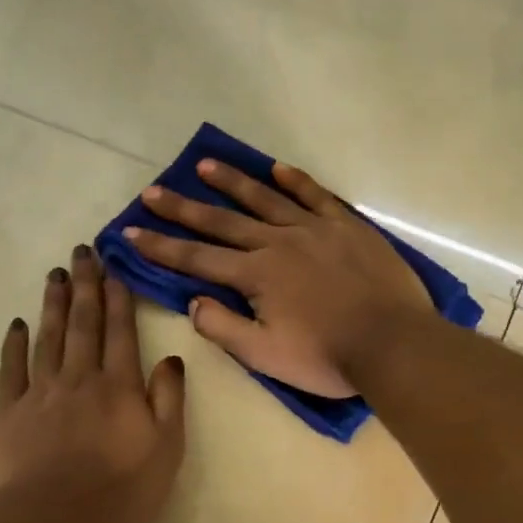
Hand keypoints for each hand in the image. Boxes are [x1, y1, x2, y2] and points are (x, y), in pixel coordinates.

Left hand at [0, 246, 186, 522]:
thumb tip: (172, 359)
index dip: (118, 298)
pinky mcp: (9, 411)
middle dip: (84, 285)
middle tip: (81, 251)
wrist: (54, 519)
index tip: (113, 268)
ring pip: (49, 337)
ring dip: (53, 304)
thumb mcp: (167, 448)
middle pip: (83, 324)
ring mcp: (41, 392)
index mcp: (120, 386)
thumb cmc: (121, 489)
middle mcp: (80, 378)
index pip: (120, 332)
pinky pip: (12, 369)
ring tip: (55, 274)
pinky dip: (15, 343)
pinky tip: (18, 323)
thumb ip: (170, 400)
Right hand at [121, 161, 435, 396]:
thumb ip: (224, 328)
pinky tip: (276, 169)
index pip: (196, 258)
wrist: (392, 343)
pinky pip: (316, 196)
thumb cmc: (326, 357)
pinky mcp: (348, 226)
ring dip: (231, 183)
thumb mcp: (265, 355)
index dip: (160, 246)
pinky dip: (295, 181)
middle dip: (183, 208)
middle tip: (152, 191)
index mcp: (256, 275)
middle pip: (222, 221)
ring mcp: (315, 229)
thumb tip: (194, 302)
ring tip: (203, 165)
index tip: (129, 232)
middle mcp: (278, 242)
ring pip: (265, 199)